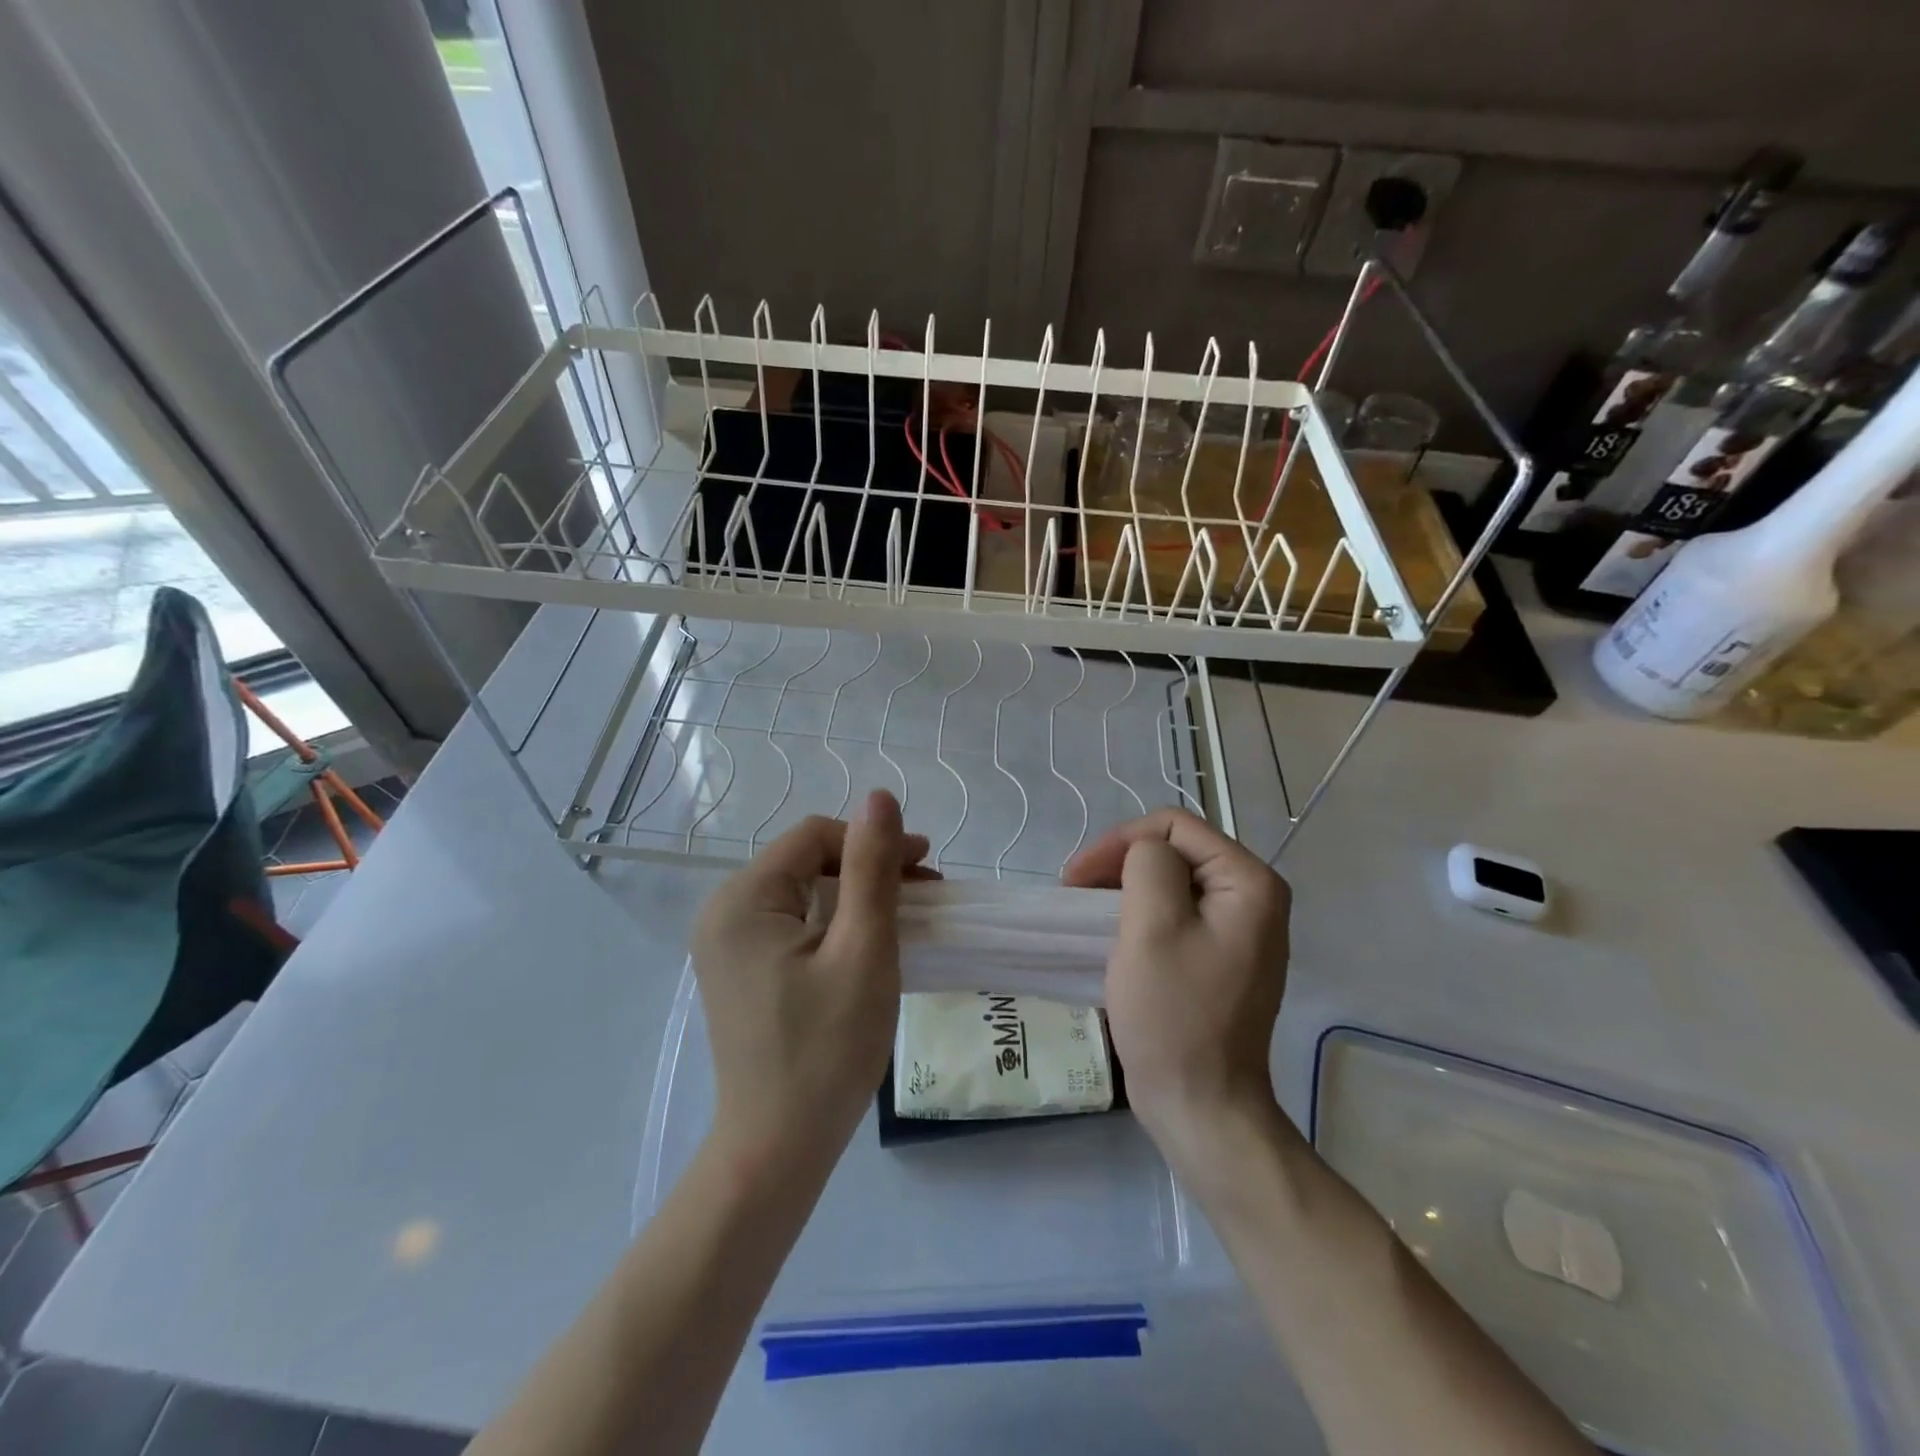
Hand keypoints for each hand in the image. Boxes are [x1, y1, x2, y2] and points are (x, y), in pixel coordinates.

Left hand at [690, 790, 931, 1174]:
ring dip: (855, 897)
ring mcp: (726, 943)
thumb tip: (879, 797)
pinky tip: (866, 945)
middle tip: (923, 895)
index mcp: (743, 899)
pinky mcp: (739, 969)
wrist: (777, 1149)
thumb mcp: (862, 950)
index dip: (873, 842)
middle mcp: (723, 911)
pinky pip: (792, 923)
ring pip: (802, 892)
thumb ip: (871, 868)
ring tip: (904, 919)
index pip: (814, 837)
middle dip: (867, 870)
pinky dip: (834, 924)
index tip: (926, 868)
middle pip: (806, 861)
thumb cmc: (826, 1050)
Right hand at [1062, 809, 1291, 1167]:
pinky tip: (1111, 933)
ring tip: (1085, 912)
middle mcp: (1254, 898)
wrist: (1199, 1104)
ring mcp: (1238, 930)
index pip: (1175, 826)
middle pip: (1175, 850)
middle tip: (1073, 893)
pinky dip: (1138, 914)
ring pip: (1170, 881)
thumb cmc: (1174, 1014)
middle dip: (1119, 863)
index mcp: (1250, 883)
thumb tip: (1144, 852)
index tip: (1076, 878)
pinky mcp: (1219, 956)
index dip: (1121, 841)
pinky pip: (1175, 913)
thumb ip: (1149, 864)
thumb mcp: (1152, 926)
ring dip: (1123, 889)